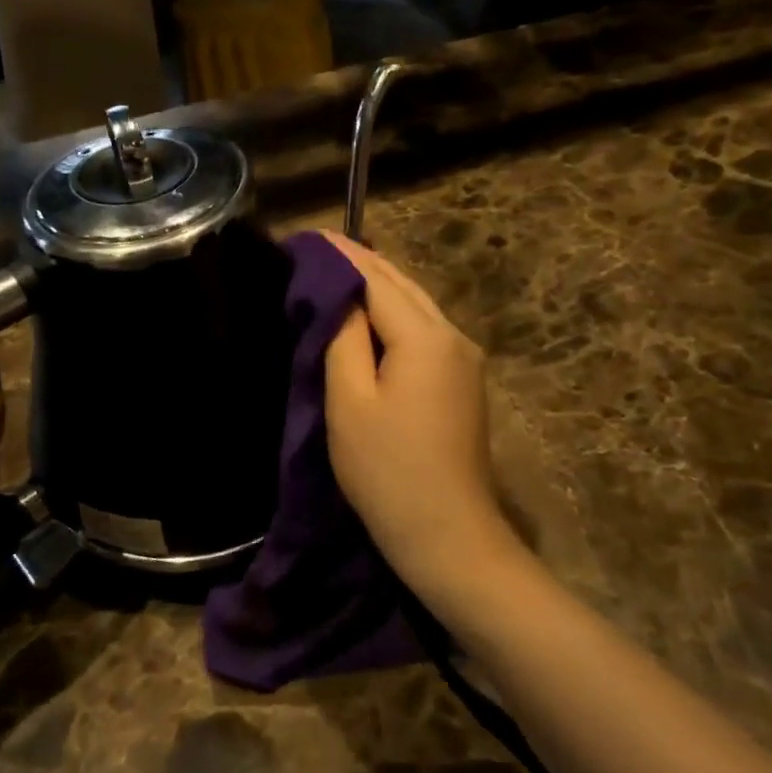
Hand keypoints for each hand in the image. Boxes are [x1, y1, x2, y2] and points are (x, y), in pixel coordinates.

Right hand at [321, 233, 529, 616]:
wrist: (449, 536)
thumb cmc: (388, 471)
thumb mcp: (350, 402)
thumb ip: (343, 338)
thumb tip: (338, 295)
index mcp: (425, 336)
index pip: (376, 278)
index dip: (341, 255)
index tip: (306, 236)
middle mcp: (453, 336)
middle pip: (402, 285)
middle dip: (361, 262)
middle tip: (318, 247)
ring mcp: (464, 359)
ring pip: (416, 305)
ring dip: (379, 286)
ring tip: (337, 271)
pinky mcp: (463, 381)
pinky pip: (424, 330)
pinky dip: (394, 313)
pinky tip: (370, 314)